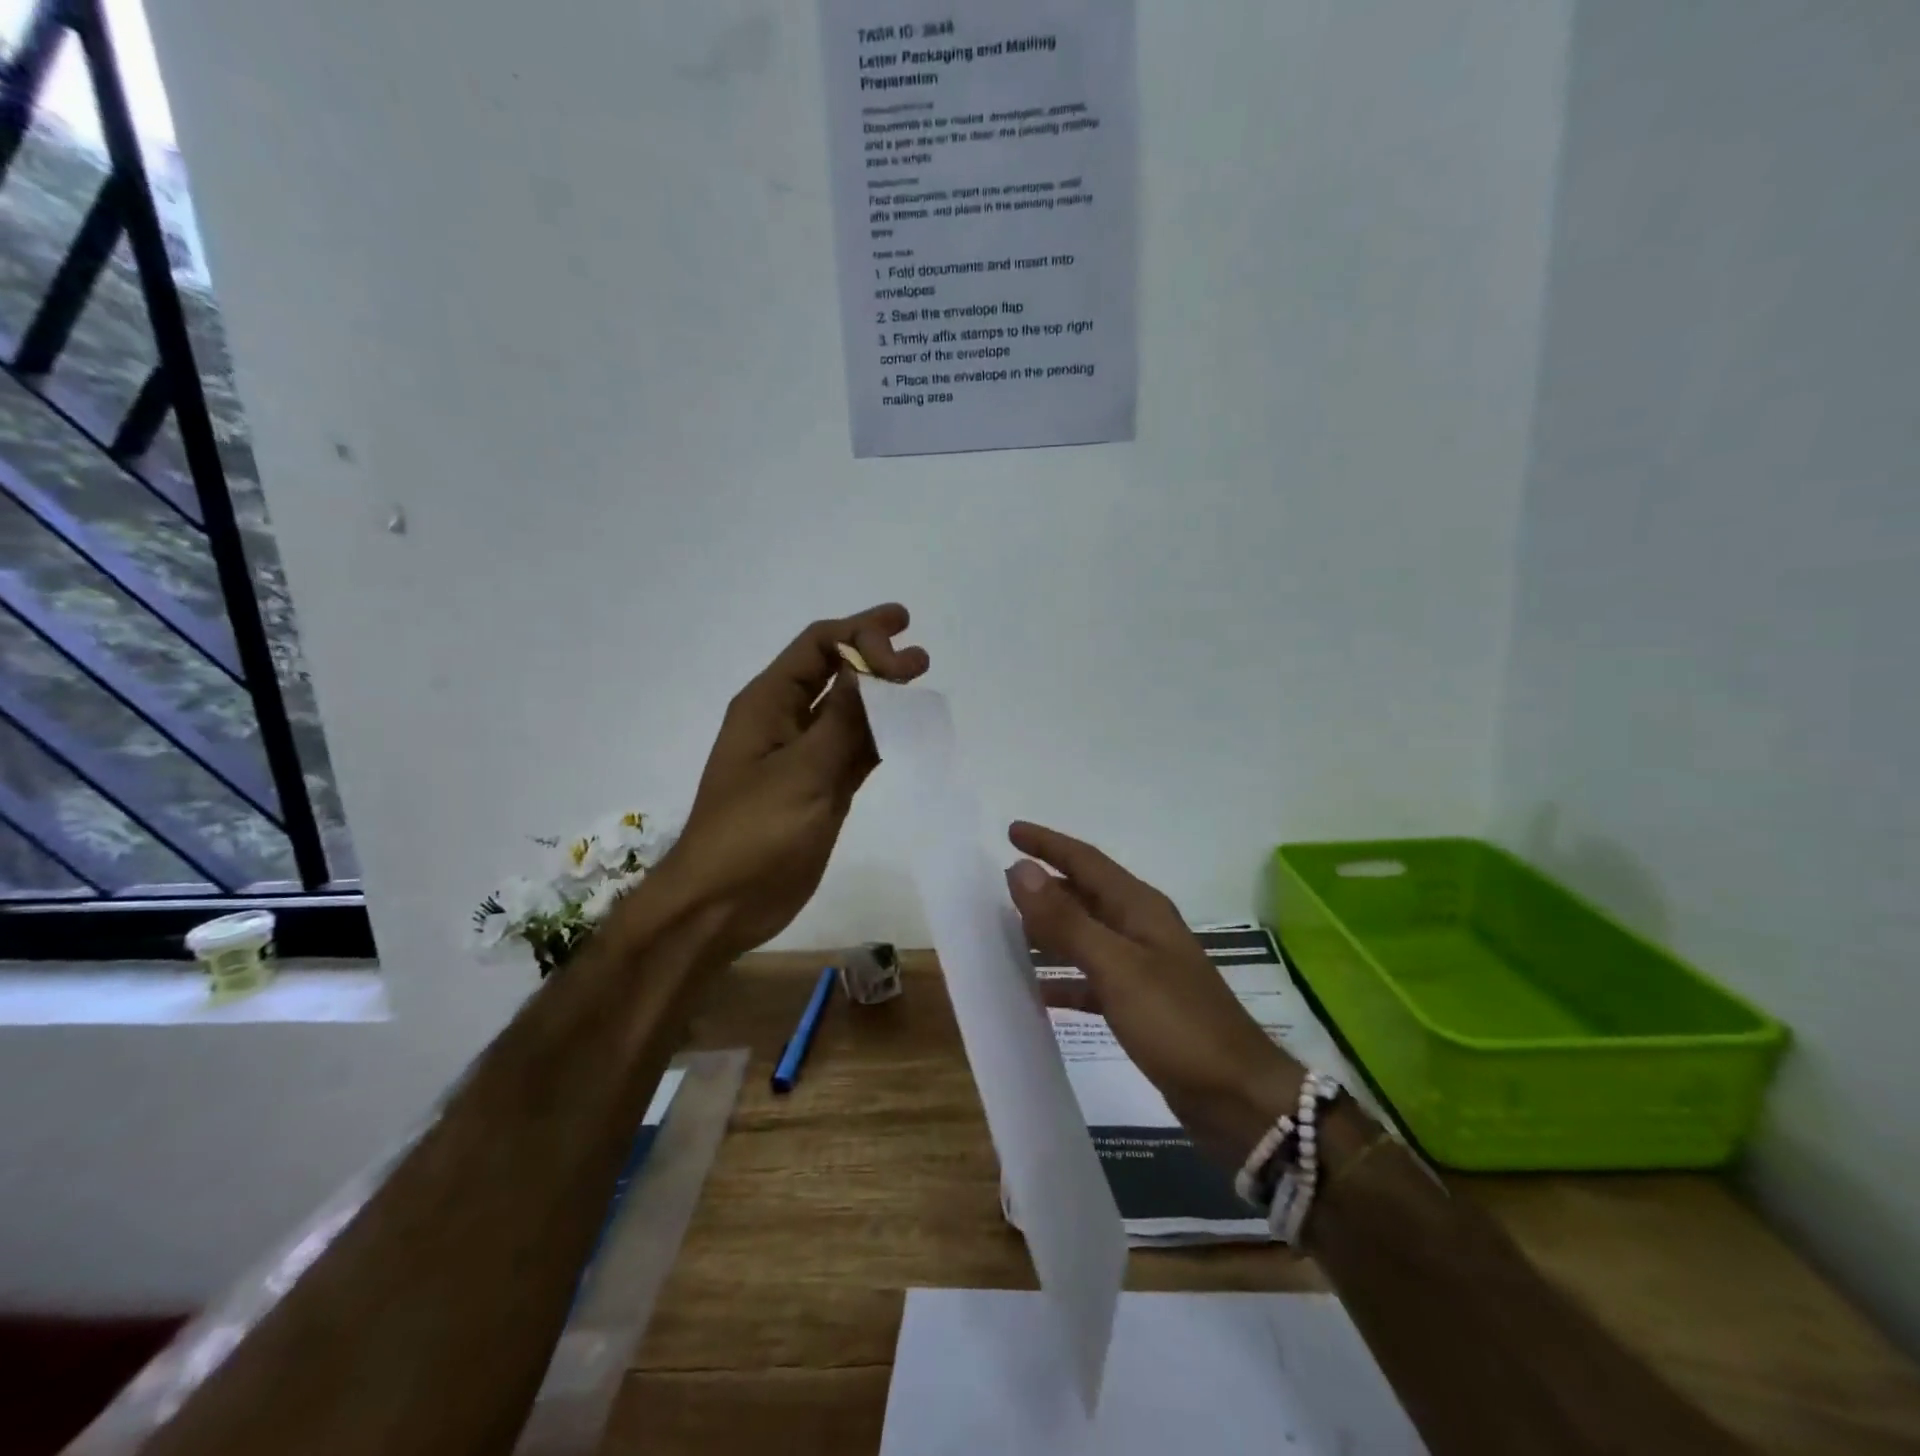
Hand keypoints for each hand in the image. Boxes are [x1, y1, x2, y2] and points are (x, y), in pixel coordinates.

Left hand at [654, 605, 927, 960]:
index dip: (861, 635)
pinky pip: (857, 751)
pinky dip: (883, 738)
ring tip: (922, 686)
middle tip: (920, 656)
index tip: (904, 652)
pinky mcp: (821, 789)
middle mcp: (786, 721)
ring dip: (885, 698)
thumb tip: (872, 666)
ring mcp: (805, 757)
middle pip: (835, 671)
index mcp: (768, 704)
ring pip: (850, 712)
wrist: (723, 905)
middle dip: (875, 655)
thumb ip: (842, 720)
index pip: (817, 646)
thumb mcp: (800, 772)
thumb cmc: (752, 833)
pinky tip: (911, 733)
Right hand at [1004, 821, 1305, 1168]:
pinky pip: (1092, 980)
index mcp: (1139, 908)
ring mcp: (1143, 968)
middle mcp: (1141, 929)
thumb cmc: (1177, 1023)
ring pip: (1086, 936)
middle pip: (1086, 895)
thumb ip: (1066, 920)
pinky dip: (1064, 980)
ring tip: (1009, 930)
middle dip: (1047, 885)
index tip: (1011, 831)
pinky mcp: (1141, 1006)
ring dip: (1051, 930)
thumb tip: (1020, 870)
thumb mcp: (1117, 967)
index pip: (1086, 861)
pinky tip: (1037, 993)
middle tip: (1001, 883)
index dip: (1048, 844)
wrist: (1239, 1098)